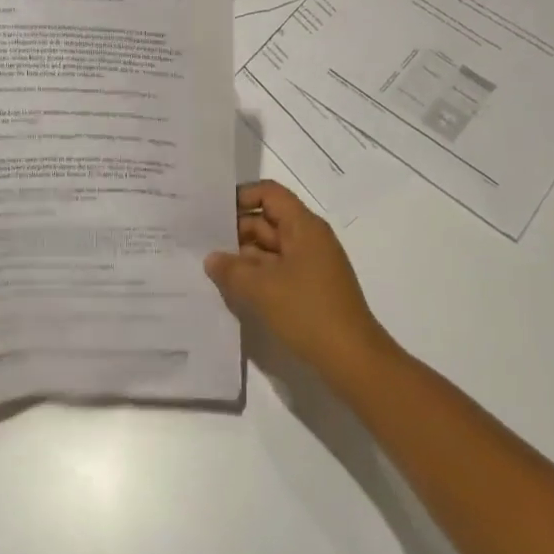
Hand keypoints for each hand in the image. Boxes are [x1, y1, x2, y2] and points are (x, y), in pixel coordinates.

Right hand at [205, 181, 395, 384]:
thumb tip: (211, 258)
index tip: (212, 212)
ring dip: (243, 256)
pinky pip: (277, 270)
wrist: (353, 359)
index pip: (269, 194)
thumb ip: (231, 270)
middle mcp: (308, 238)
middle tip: (201, 242)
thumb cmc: (308, 312)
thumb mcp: (262, 289)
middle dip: (236, 229)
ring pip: (270, 248)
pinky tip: (232, 287)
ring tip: (209, 266)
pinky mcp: (309, 288)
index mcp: (304, 226)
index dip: (241, 197)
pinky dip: (256, 275)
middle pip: (268, 220)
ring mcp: (310, 265)